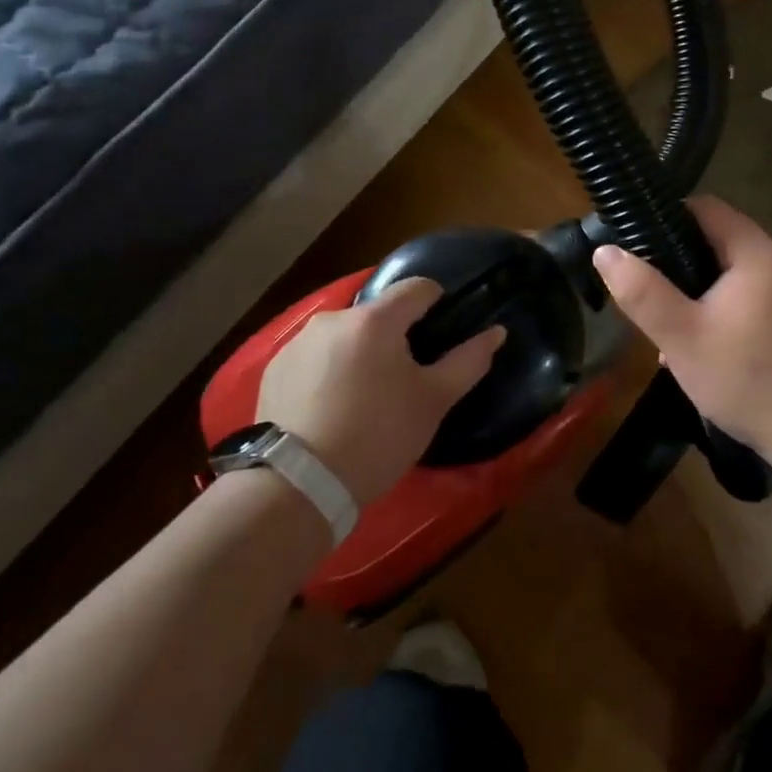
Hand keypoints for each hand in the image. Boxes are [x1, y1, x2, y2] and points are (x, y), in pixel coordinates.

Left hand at [256, 279, 504, 506]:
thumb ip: (469, 360)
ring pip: (344, 335)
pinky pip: (314, 356)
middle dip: (395, 335)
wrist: (299, 484)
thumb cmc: (378, 436)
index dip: (437, 302)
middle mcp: (332, 319)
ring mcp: (297, 343)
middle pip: (378, 313)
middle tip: (405, 378)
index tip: (441, 332)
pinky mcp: (274, 368)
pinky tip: (332, 407)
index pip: (417, 287)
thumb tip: (497, 332)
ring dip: (360, 352)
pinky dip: (329, 370)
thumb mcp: (433, 401)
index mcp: (375, 320)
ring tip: (365, 397)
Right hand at [592, 196, 771, 473]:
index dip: (666, 217)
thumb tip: (605, 251)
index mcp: (756, 252)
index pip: (706, 207)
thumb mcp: (682, 337)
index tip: (635, 244)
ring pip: (733, 277)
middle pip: (719, 242)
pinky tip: (707, 351)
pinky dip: (725, 313)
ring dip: (699, 296)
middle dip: (679, 265)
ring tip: (671, 331)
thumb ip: (642, 292)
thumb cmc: (748, 379)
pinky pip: (753, 301)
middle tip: (649, 298)